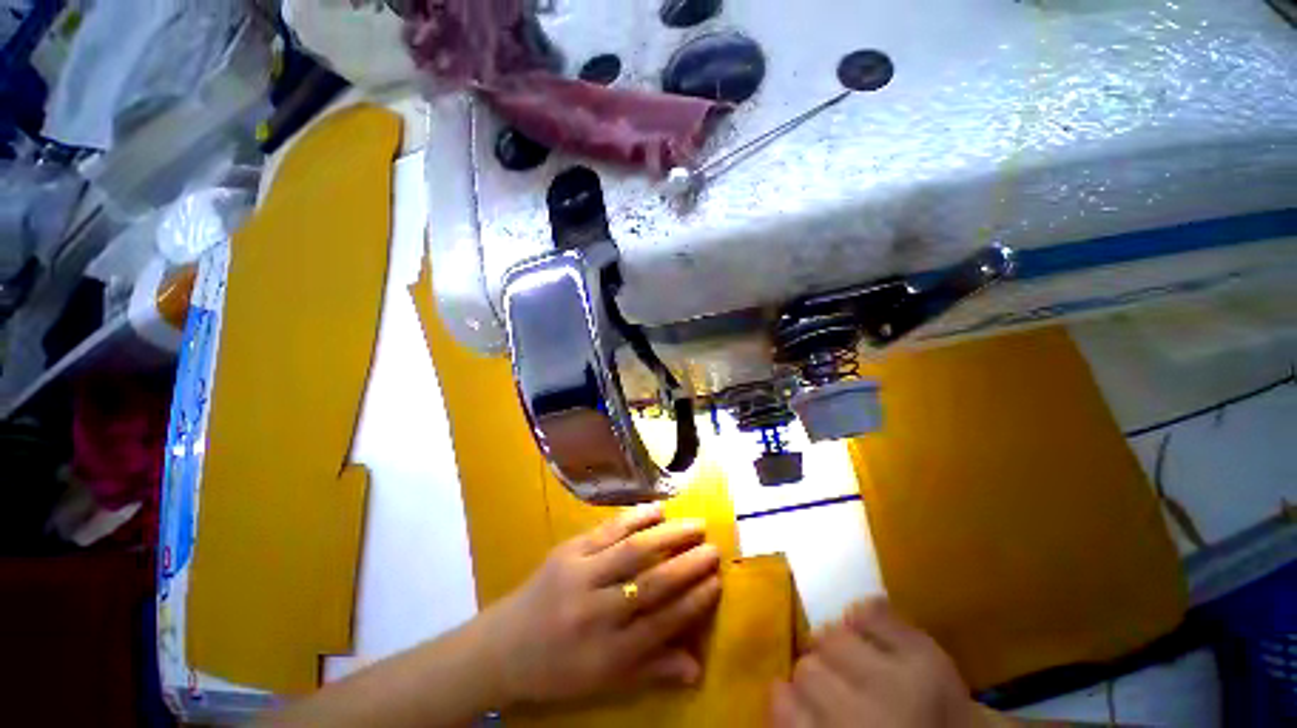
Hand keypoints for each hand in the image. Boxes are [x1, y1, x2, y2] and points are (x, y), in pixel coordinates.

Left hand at [482, 503, 721, 705]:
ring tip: (695, 525)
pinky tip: (658, 509)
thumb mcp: (602, 682)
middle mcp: (596, 611)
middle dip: (688, 564)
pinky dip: (635, 517)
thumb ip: (650, 670)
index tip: (717, 582)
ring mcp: (580, 575)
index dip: (694, 602)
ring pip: (633, 551)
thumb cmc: (557, 670)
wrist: (503, 646)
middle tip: (713, 549)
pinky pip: (608, 530)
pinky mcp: (568, 551)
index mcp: (607, 652)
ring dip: (668, 535)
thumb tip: (697, 667)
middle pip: (651, 583)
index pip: (662, 622)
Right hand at [770, 599, 985, 727]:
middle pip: (807, 669)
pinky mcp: (926, 653)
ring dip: (836, 642)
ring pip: (832, 636)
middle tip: (833, 683)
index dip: (785, 697)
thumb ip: (804, 723)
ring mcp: (899, 682)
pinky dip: (864, 616)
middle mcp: (867, 717)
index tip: (791, 695)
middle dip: (814, 671)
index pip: (785, 706)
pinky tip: (870, 633)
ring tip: (853, 657)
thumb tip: (779, 687)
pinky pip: (873, 611)